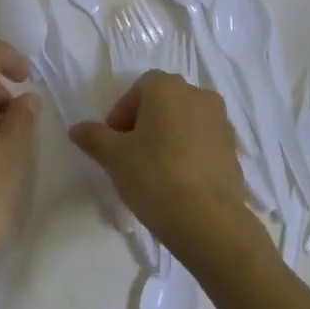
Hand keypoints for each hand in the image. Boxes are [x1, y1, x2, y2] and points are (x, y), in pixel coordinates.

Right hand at [69, 71, 271, 273]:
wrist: (209, 220)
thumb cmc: (154, 177)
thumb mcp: (114, 157)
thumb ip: (94, 137)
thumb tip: (76, 128)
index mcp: (168, 88)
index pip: (138, 89)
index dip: (121, 114)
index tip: (114, 143)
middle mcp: (198, 94)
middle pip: (163, 102)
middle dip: (144, 123)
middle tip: (130, 155)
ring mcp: (220, 121)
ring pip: (184, 121)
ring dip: (167, 137)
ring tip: (154, 170)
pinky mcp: (233, 148)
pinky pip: (202, 141)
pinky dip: (188, 152)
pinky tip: (177, 181)